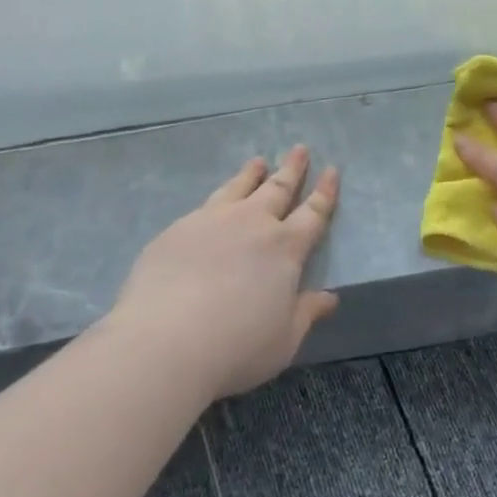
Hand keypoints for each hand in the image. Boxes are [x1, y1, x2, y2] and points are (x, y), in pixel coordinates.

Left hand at [110, 146, 339, 400]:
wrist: (165, 342)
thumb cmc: (236, 347)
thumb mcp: (284, 339)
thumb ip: (306, 313)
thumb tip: (330, 298)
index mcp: (285, 248)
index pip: (313, 213)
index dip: (324, 192)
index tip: (331, 170)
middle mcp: (252, 224)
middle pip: (278, 189)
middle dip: (292, 169)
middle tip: (299, 148)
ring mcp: (212, 221)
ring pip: (239, 188)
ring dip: (252, 174)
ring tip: (258, 161)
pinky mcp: (178, 230)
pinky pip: (206, 204)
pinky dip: (219, 195)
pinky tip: (214, 202)